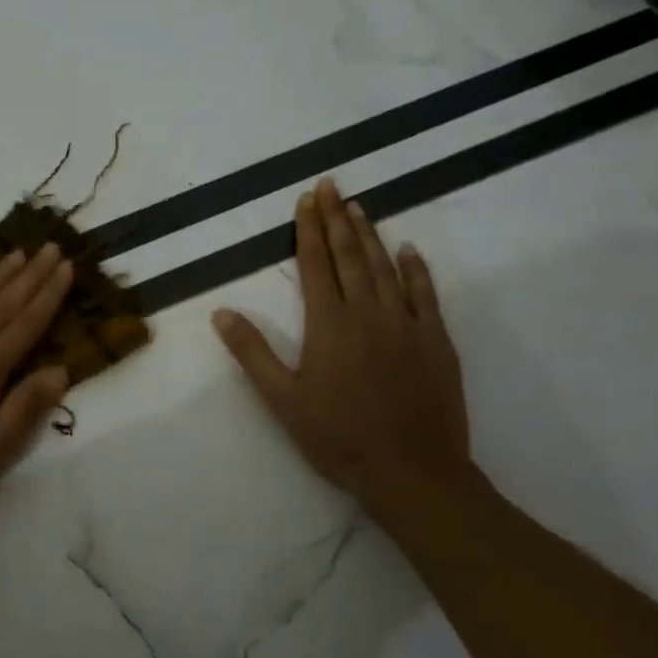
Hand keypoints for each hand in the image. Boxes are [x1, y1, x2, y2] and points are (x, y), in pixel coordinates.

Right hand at [212, 179, 472, 516]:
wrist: (413, 472)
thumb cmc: (339, 437)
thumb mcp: (282, 400)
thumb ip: (252, 352)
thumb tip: (221, 312)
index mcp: (329, 324)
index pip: (315, 263)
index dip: (308, 228)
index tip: (306, 199)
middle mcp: (368, 313)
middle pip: (349, 255)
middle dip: (336, 218)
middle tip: (330, 185)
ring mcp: (406, 324)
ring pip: (385, 267)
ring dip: (369, 235)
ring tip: (358, 207)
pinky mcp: (436, 341)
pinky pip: (426, 294)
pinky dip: (416, 269)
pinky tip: (409, 250)